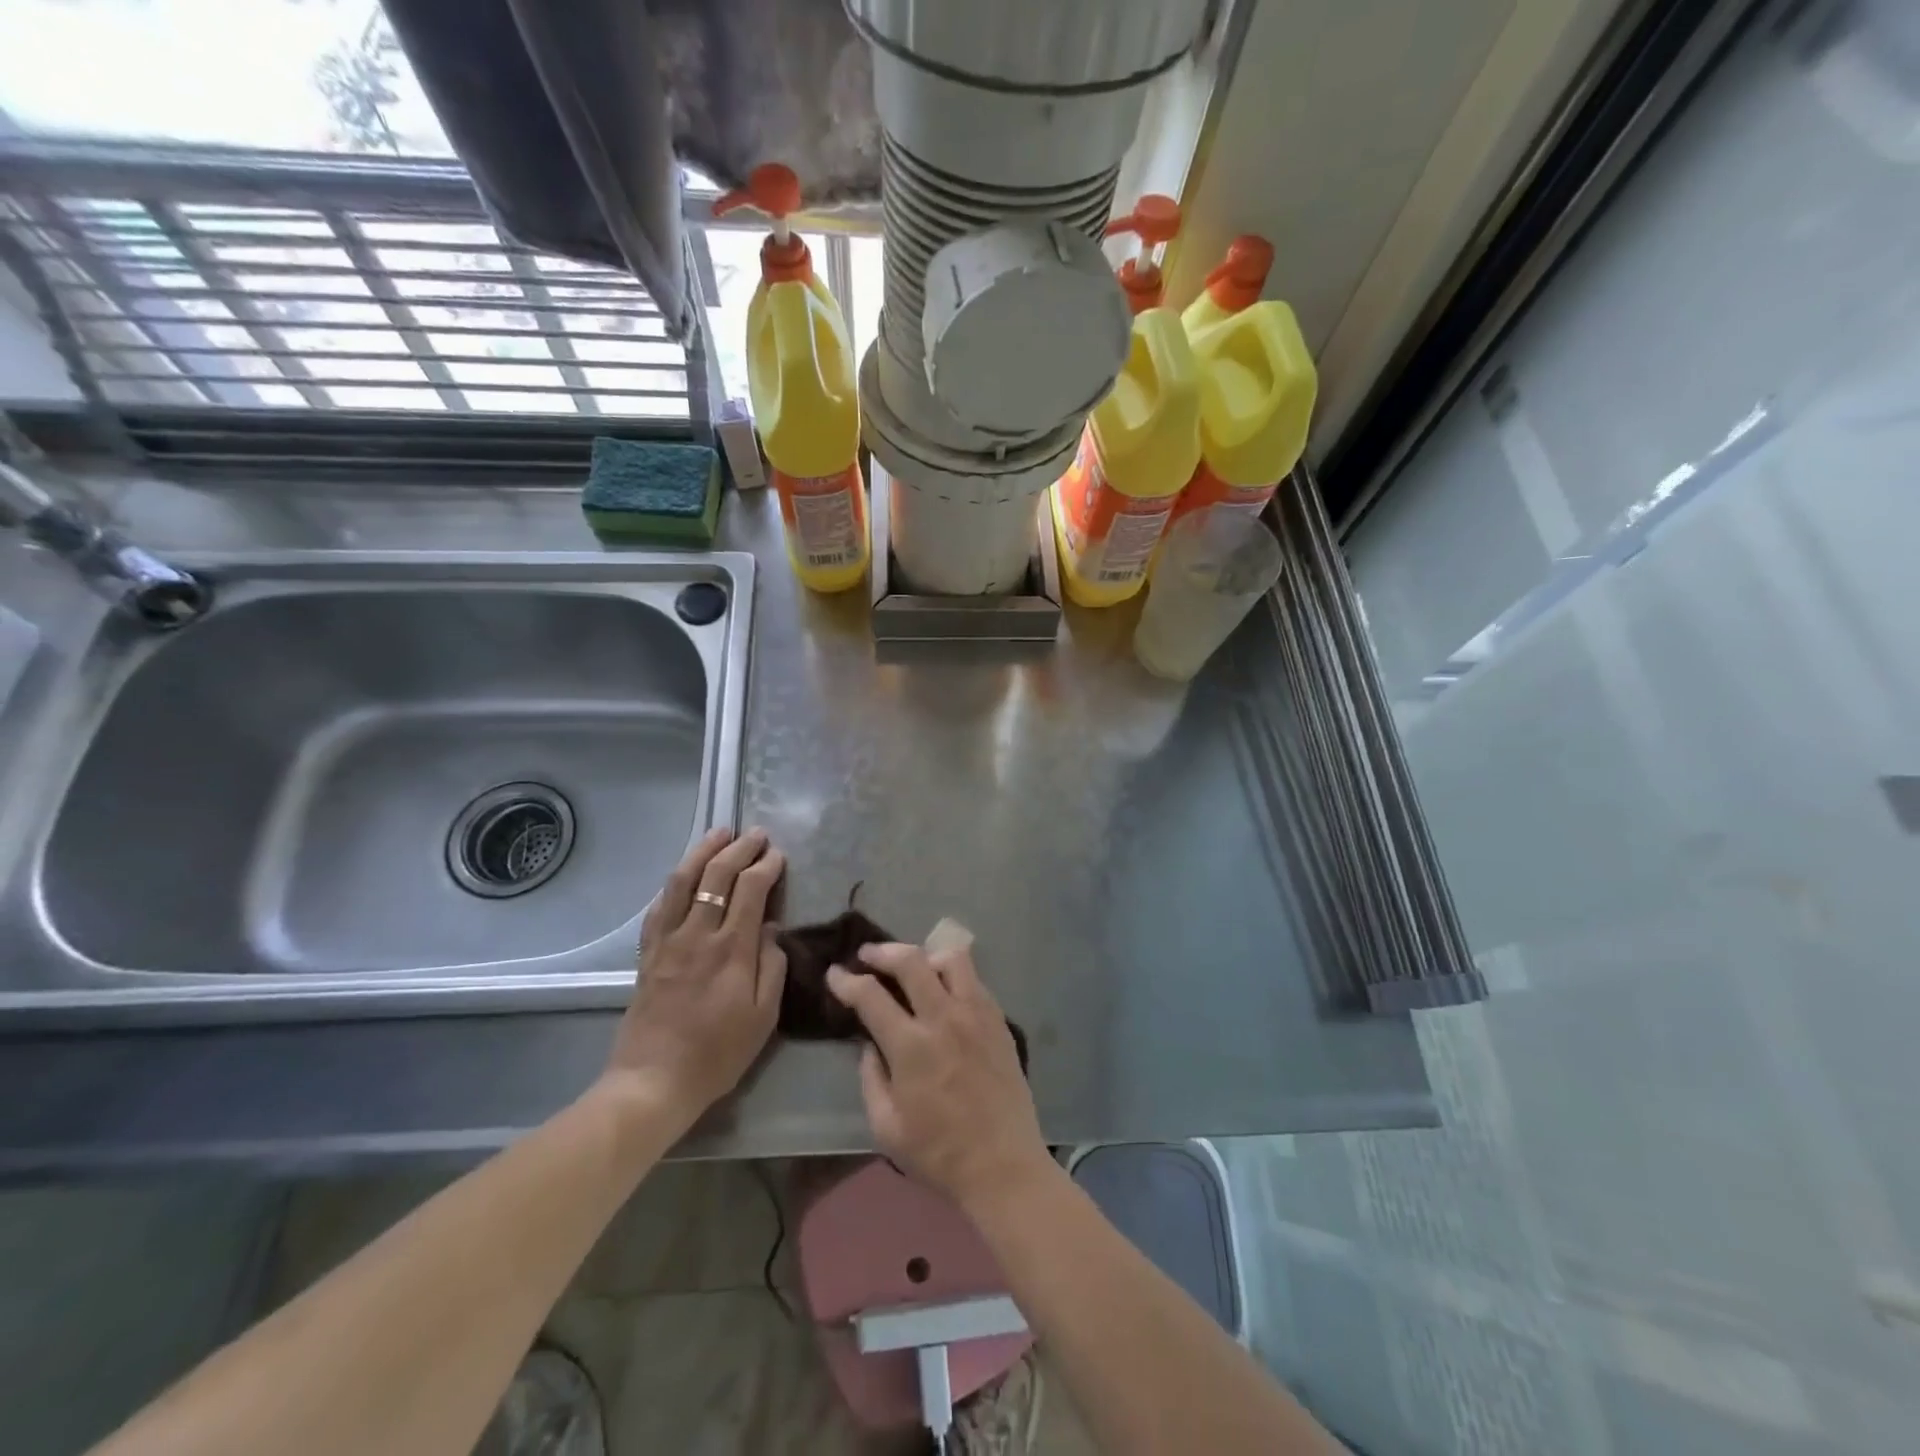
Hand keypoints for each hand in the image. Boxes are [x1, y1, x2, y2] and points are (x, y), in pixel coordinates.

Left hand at [602, 827, 786, 1123]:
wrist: (653, 1081)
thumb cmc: (718, 1053)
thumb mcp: (764, 1017)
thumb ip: (772, 966)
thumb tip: (771, 930)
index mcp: (732, 950)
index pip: (751, 890)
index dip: (766, 867)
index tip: (778, 856)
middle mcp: (698, 935)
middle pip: (718, 876)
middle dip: (740, 849)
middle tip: (757, 835)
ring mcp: (668, 941)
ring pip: (684, 881)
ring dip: (704, 852)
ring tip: (720, 833)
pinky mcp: (647, 952)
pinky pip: (660, 906)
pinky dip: (675, 882)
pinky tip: (684, 873)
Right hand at [827, 941, 1052, 1210]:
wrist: (1003, 1165)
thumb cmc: (939, 1153)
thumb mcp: (886, 1127)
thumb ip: (871, 1077)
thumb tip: (869, 1044)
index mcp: (911, 1046)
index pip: (871, 995)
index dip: (847, 981)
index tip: (834, 974)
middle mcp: (944, 1018)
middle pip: (911, 960)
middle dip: (882, 952)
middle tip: (867, 955)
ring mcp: (976, 1014)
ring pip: (951, 958)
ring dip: (925, 956)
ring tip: (913, 967)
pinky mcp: (999, 1019)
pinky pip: (974, 979)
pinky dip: (953, 974)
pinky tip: (944, 990)